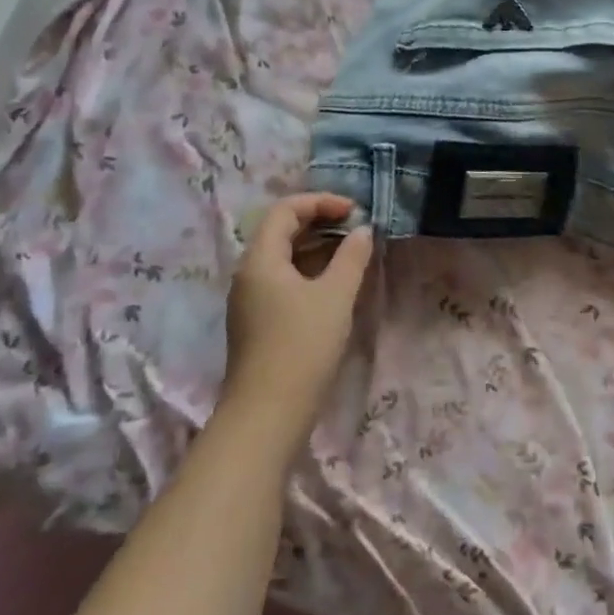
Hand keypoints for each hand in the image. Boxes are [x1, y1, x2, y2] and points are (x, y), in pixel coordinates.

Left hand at [223, 193, 373, 435]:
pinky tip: (336, 284)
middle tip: (357, 228)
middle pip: (281, 231)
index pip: (285, 210)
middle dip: (320, 222)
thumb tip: (364, 231)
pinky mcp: (259, 321)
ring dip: (318, 247)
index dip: (321, 202)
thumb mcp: (336, 296)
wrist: (268, 412)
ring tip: (353, 253)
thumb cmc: (302, 345)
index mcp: (260, 259)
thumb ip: (352, 257)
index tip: (355, 211)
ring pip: (284, 258)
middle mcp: (249, 273)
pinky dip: (310, 271)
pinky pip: (284, 280)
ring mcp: (251, 299)